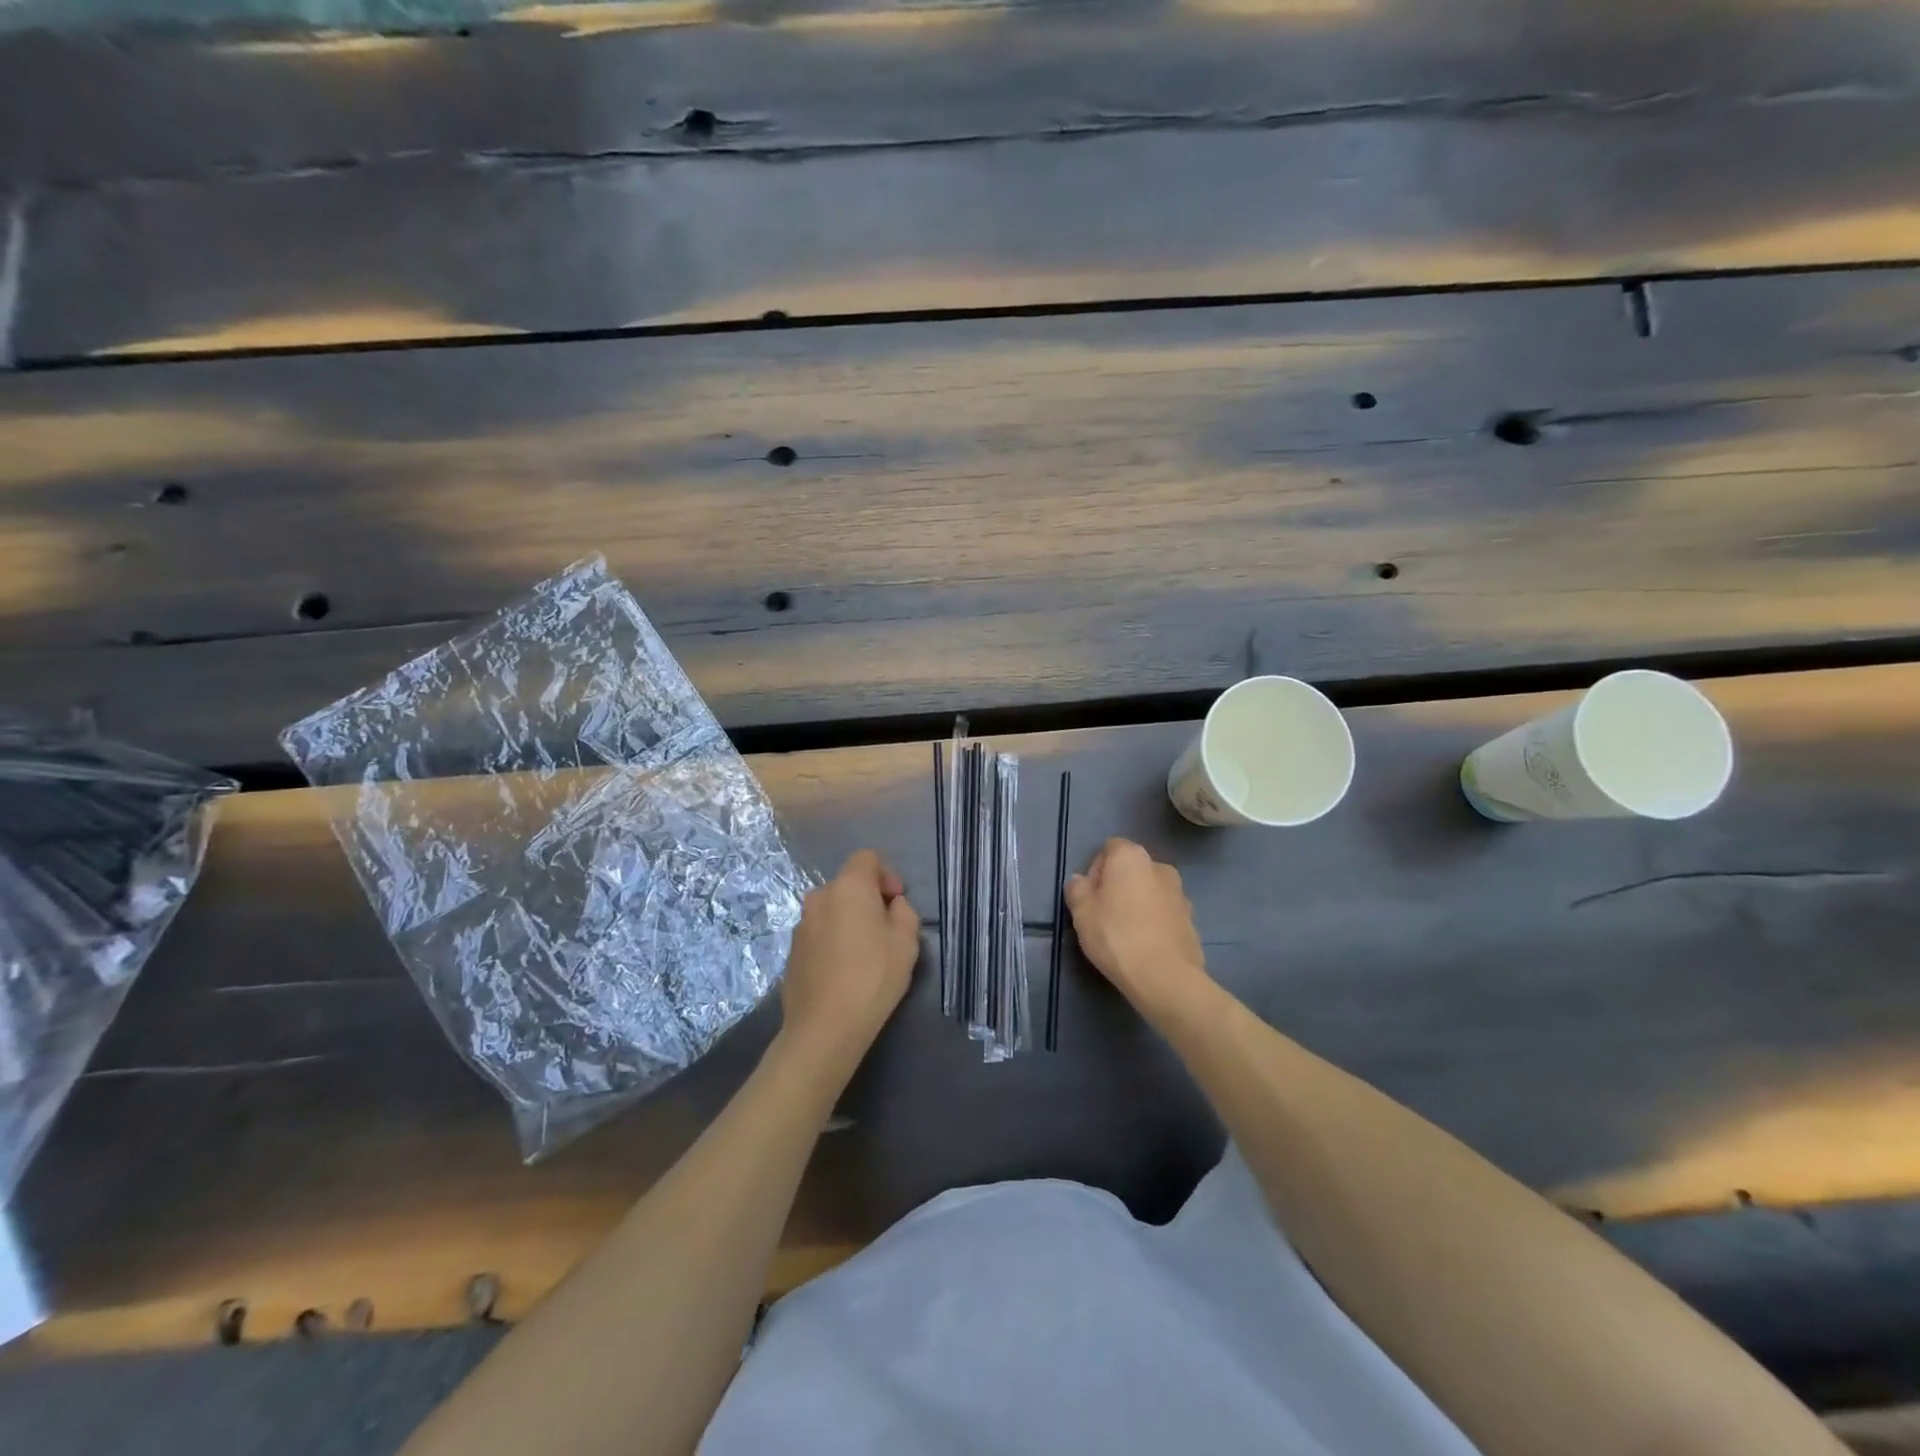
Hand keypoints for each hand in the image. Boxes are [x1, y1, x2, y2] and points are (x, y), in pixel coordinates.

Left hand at [778, 851, 920, 1074]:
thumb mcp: (907, 941)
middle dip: (869, 898)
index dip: (886, 873)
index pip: (867, 858)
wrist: (825, 1027)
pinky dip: (834, 940)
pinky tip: (845, 970)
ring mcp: (801, 924)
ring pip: (833, 909)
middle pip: (849, 884)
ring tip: (866, 953)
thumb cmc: (873, 976)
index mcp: (848, 887)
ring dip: (850, 920)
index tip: (897, 901)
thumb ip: (904, 911)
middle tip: (887, 929)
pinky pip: (820, 932)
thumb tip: (891, 906)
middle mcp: (820, 897)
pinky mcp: (793, 950)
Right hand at [1065, 839, 1212, 1024]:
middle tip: (1104, 914)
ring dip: (1138, 901)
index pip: (1109, 848)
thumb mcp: (1082, 912)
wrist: (1165, 976)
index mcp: (1131, 857)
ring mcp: (1180, 892)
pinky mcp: (1191, 918)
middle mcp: (1159, 866)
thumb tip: (1081, 881)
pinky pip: (1165, 911)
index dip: (1096, 869)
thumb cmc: (1116, 936)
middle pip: (1132, 868)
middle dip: (1118, 884)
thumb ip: (1077, 889)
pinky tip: (1145, 944)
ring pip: (1150, 890)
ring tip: (1126, 932)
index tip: (1090, 896)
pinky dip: (1155, 919)